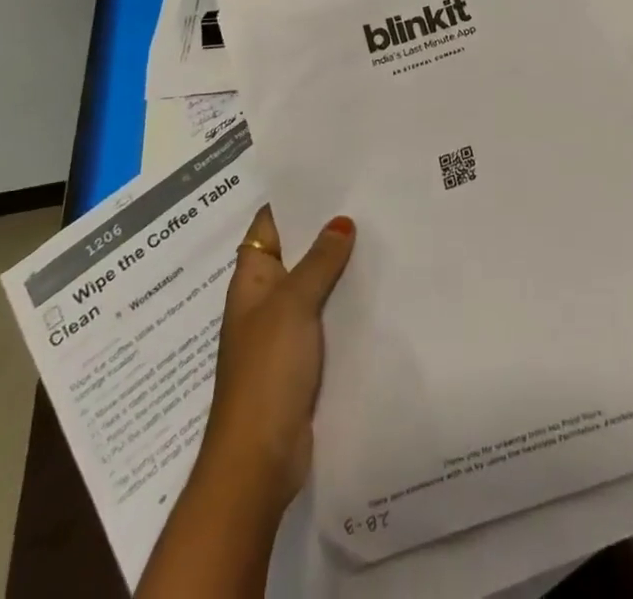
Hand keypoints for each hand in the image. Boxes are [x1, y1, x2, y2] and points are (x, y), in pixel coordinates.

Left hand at [196, 205, 355, 507]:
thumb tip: (341, 221)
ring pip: (314, 285)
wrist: (259, 459)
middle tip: (368, 199)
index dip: (295, 199)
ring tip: (381, 234)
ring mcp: (283, 331)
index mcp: (251, 279)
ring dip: (339, 267)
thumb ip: (318, 261)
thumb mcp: (293, 304)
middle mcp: (265, 300)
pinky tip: (378, 288)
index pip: (270, 225)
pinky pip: (326, 317)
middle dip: (325, 230)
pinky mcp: (303, 359)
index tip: (331, 175)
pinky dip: (345, 302)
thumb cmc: (267, 371)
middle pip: (296, 253)